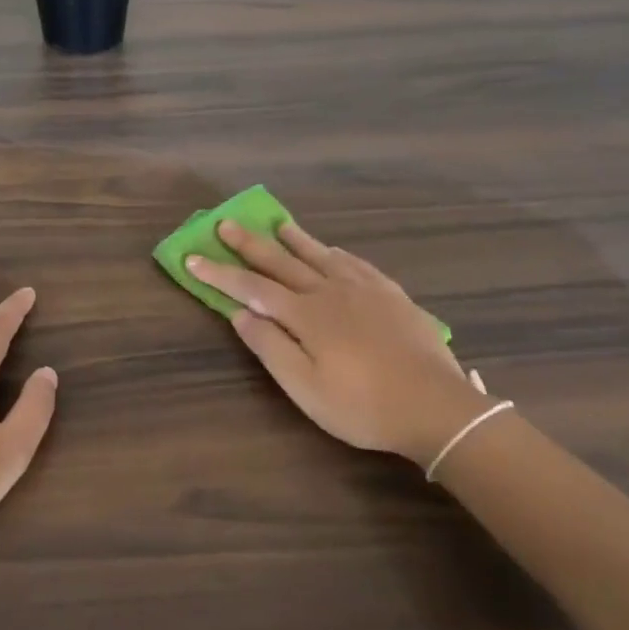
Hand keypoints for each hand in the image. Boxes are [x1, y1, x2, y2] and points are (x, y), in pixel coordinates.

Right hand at [187, 220, 492, 470]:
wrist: (436, 407)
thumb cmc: (362, 406)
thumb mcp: (306, 388)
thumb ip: (271, 347)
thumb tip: (239, 313)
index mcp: (305, 315)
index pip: (251, 287)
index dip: (219, 273)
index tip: (192, 256)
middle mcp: (330, 292)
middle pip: (282, 262)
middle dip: (250, 244)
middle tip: (226, 223)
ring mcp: (364, 290)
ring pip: (320, 255)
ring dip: (294, 239)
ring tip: (277, 223)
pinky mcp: (391, 295)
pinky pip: (357, 263)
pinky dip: (336, 253)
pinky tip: (333, 250)